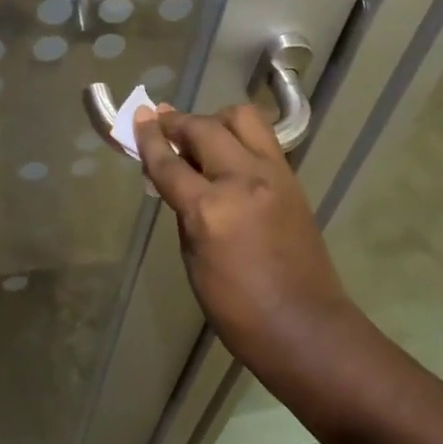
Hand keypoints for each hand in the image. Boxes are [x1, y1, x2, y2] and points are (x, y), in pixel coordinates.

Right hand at [133, 103, 356, 372]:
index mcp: (210, 209)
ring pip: (242, 118)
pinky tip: (229, 152)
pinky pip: (263, 138)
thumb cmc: (237, 308)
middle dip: (178, 123)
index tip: (138, 117)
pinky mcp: (292, 178)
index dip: (149, 138)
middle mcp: (243, 179)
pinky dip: (240, 136)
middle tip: (163, 126)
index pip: (170, 162)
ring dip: (215, 120)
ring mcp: (273, 174)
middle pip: (204, 128)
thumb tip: (176, 178)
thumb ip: (184, 210)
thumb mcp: (194, 260)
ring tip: (203, 136)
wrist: (304, 326)